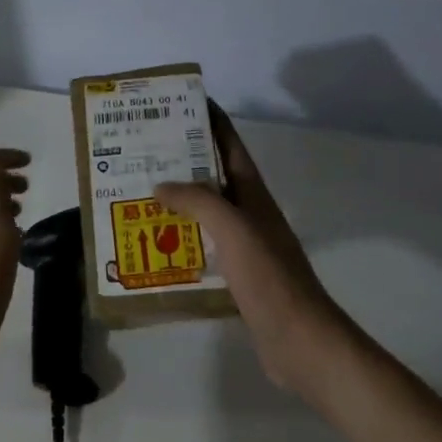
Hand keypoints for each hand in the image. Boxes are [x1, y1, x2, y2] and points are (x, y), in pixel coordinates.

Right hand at [157, 104, 352, 396]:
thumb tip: (161, 183)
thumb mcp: (233, 228)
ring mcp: (245, 245)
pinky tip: (156, 245)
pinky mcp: (238, 275)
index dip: (211, 119)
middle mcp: (249, 213)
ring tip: (140, 193)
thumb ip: (197, 200)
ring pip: (207, 211)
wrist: (301, 342)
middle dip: (184, 159)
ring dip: (179, 200)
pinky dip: (182, 238)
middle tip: (144, 148)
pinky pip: (204, 245)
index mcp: (253, 194)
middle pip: (214, 175)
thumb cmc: (269, 277)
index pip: (230, 144)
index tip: (183, 100)